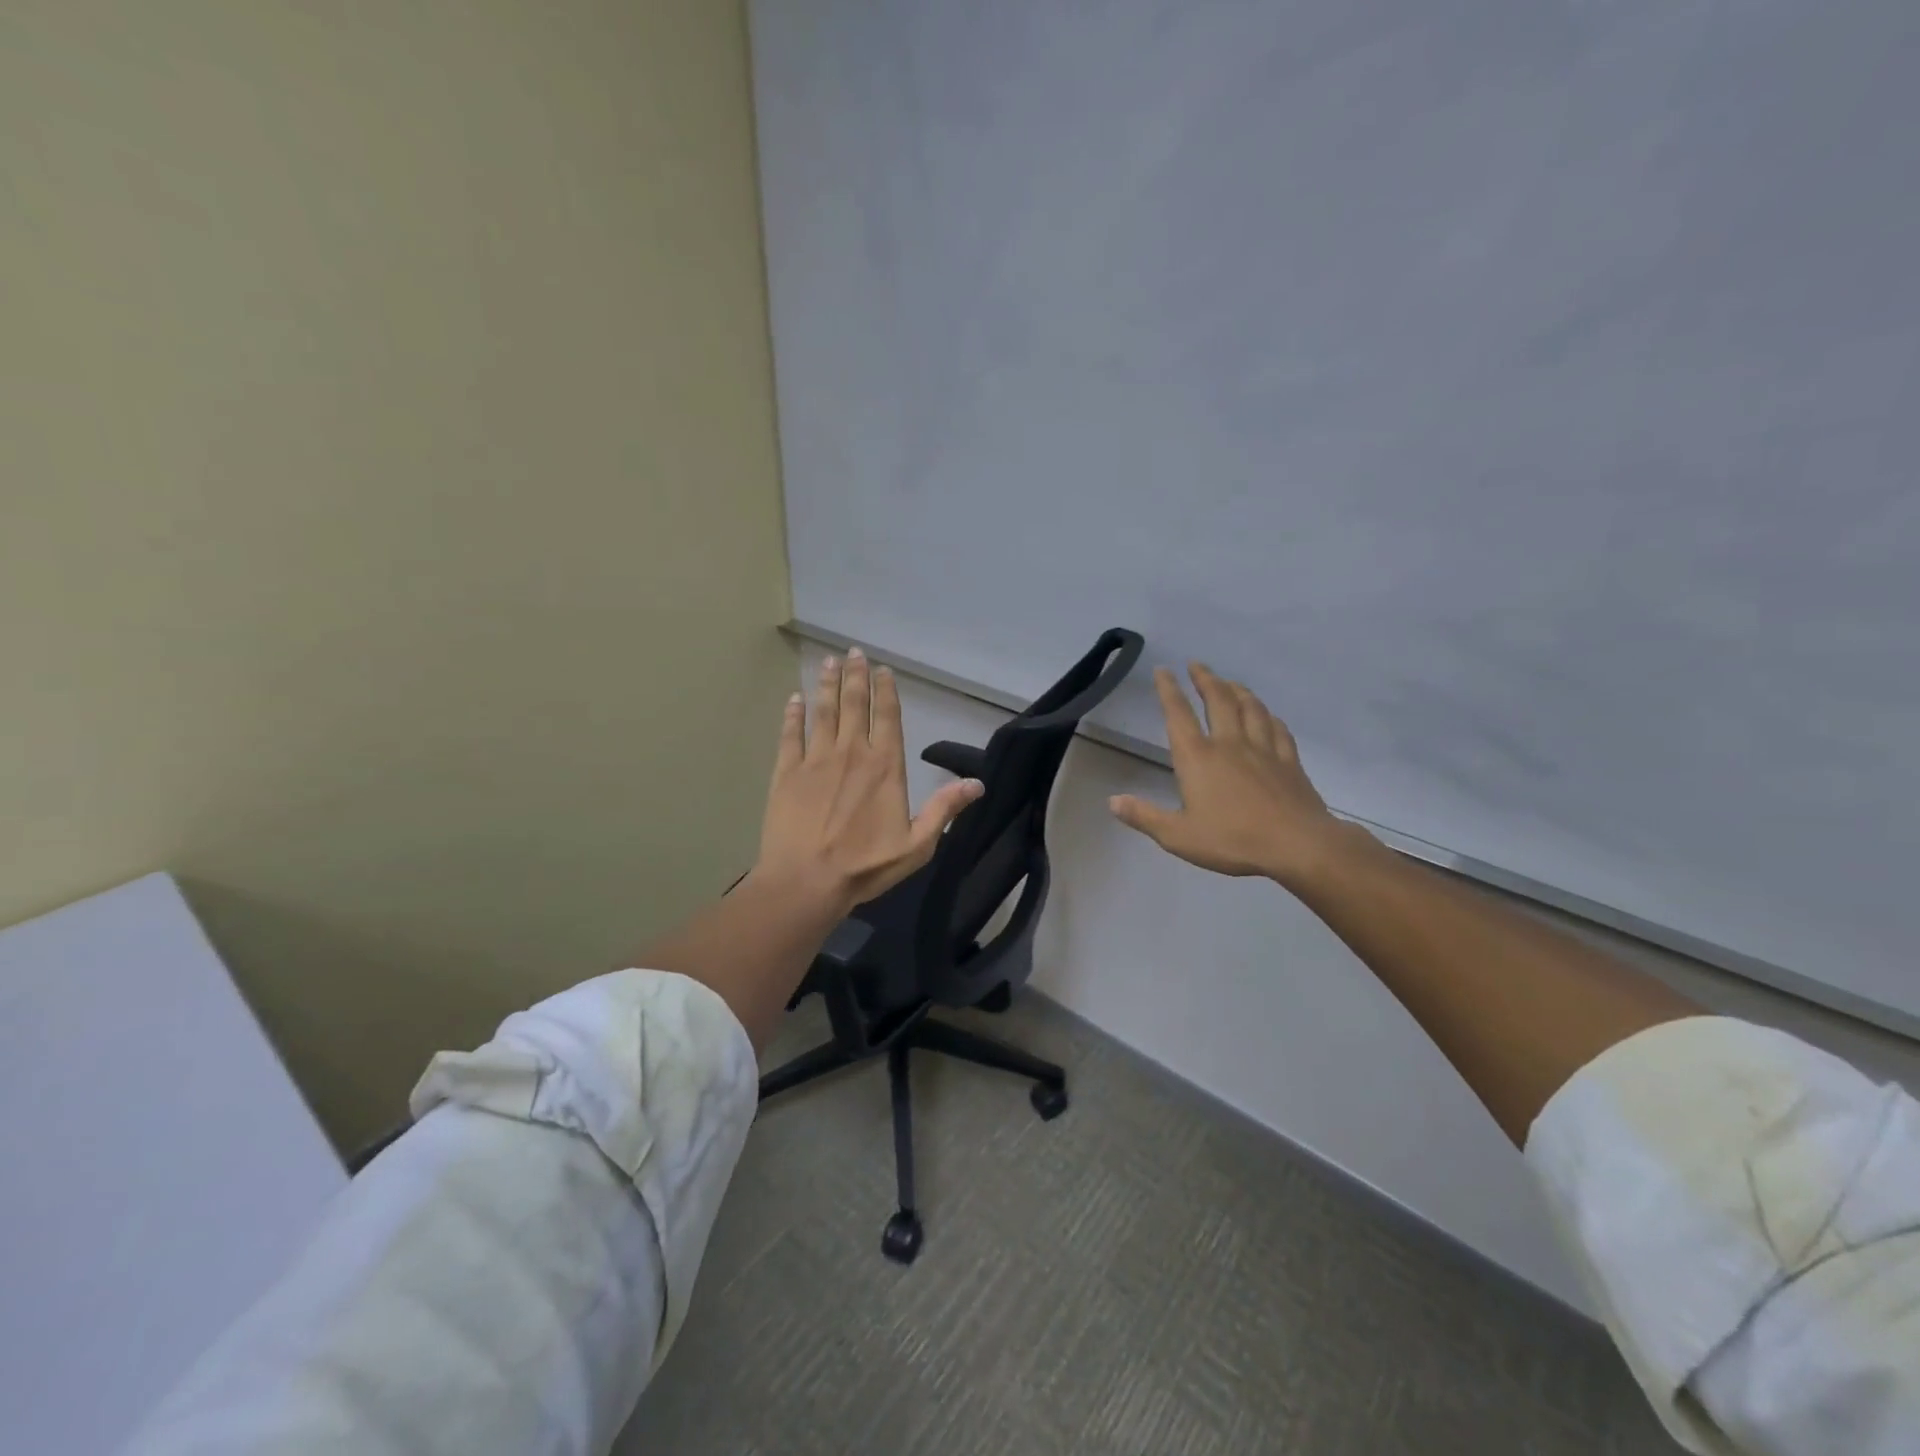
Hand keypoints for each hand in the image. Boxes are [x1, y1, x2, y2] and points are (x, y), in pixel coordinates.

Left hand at [754, 648, 984, 912]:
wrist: (806, 881)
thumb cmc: (865, 865)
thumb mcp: (917, 845)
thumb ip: (944, 809)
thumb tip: (978, 783)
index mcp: (885, 766)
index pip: (887, 717)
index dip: (885, 691)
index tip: (882, 670)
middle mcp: (851, 752)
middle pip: (854, 704)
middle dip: (855, 676)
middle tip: (853, 652)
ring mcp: (815, 759)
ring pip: (823, 711)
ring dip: (827, 685)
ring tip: (828, 662)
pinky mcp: (786, 772)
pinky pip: (790, 734)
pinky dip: (793, 714)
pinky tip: (794, 699)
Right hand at [1109, 664, 1346, 886]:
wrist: (1297, 845)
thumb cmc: (1232, 840)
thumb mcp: (1178, 836)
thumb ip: (1145, 816)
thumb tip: (1113, 801)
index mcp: (1198, 758)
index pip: (1178, 714)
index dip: (1168, 690)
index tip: (1163, 670)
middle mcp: (1229, 744)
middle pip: (1218, 700)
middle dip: (1205, 679)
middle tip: (1197, 665)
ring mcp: (1263, 749)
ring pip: (1250, 708)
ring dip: (1237, 690)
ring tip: (1229, 682)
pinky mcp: (1289, 761)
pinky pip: (1278, 729)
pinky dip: (1269, 716)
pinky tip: (1268, 715)